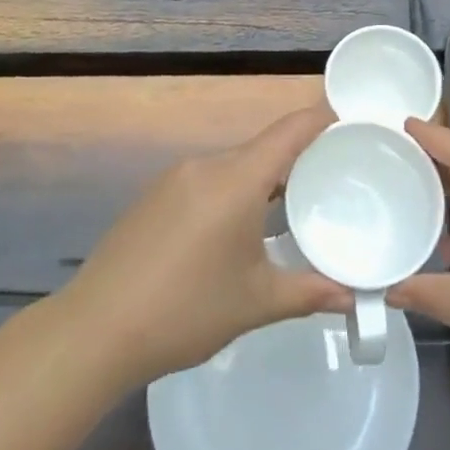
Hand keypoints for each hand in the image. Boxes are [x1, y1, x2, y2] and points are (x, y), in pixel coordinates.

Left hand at [62, 106, 351, 389]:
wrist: (95, 331)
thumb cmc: (185, 310)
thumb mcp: (256, 302)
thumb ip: (310, 292)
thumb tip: (355, 296)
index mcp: (235, 180)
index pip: (290, 131)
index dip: (323, 118)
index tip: (355, 121)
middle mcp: (206, 166)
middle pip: (264, 147)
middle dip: (301, 157)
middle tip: (337, 177)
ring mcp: (175, 178)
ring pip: (235, 164)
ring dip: (266, 178)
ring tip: (296, 205)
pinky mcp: (155, 196)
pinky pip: (209, 179)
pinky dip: (235, 190)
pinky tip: (242, 227)